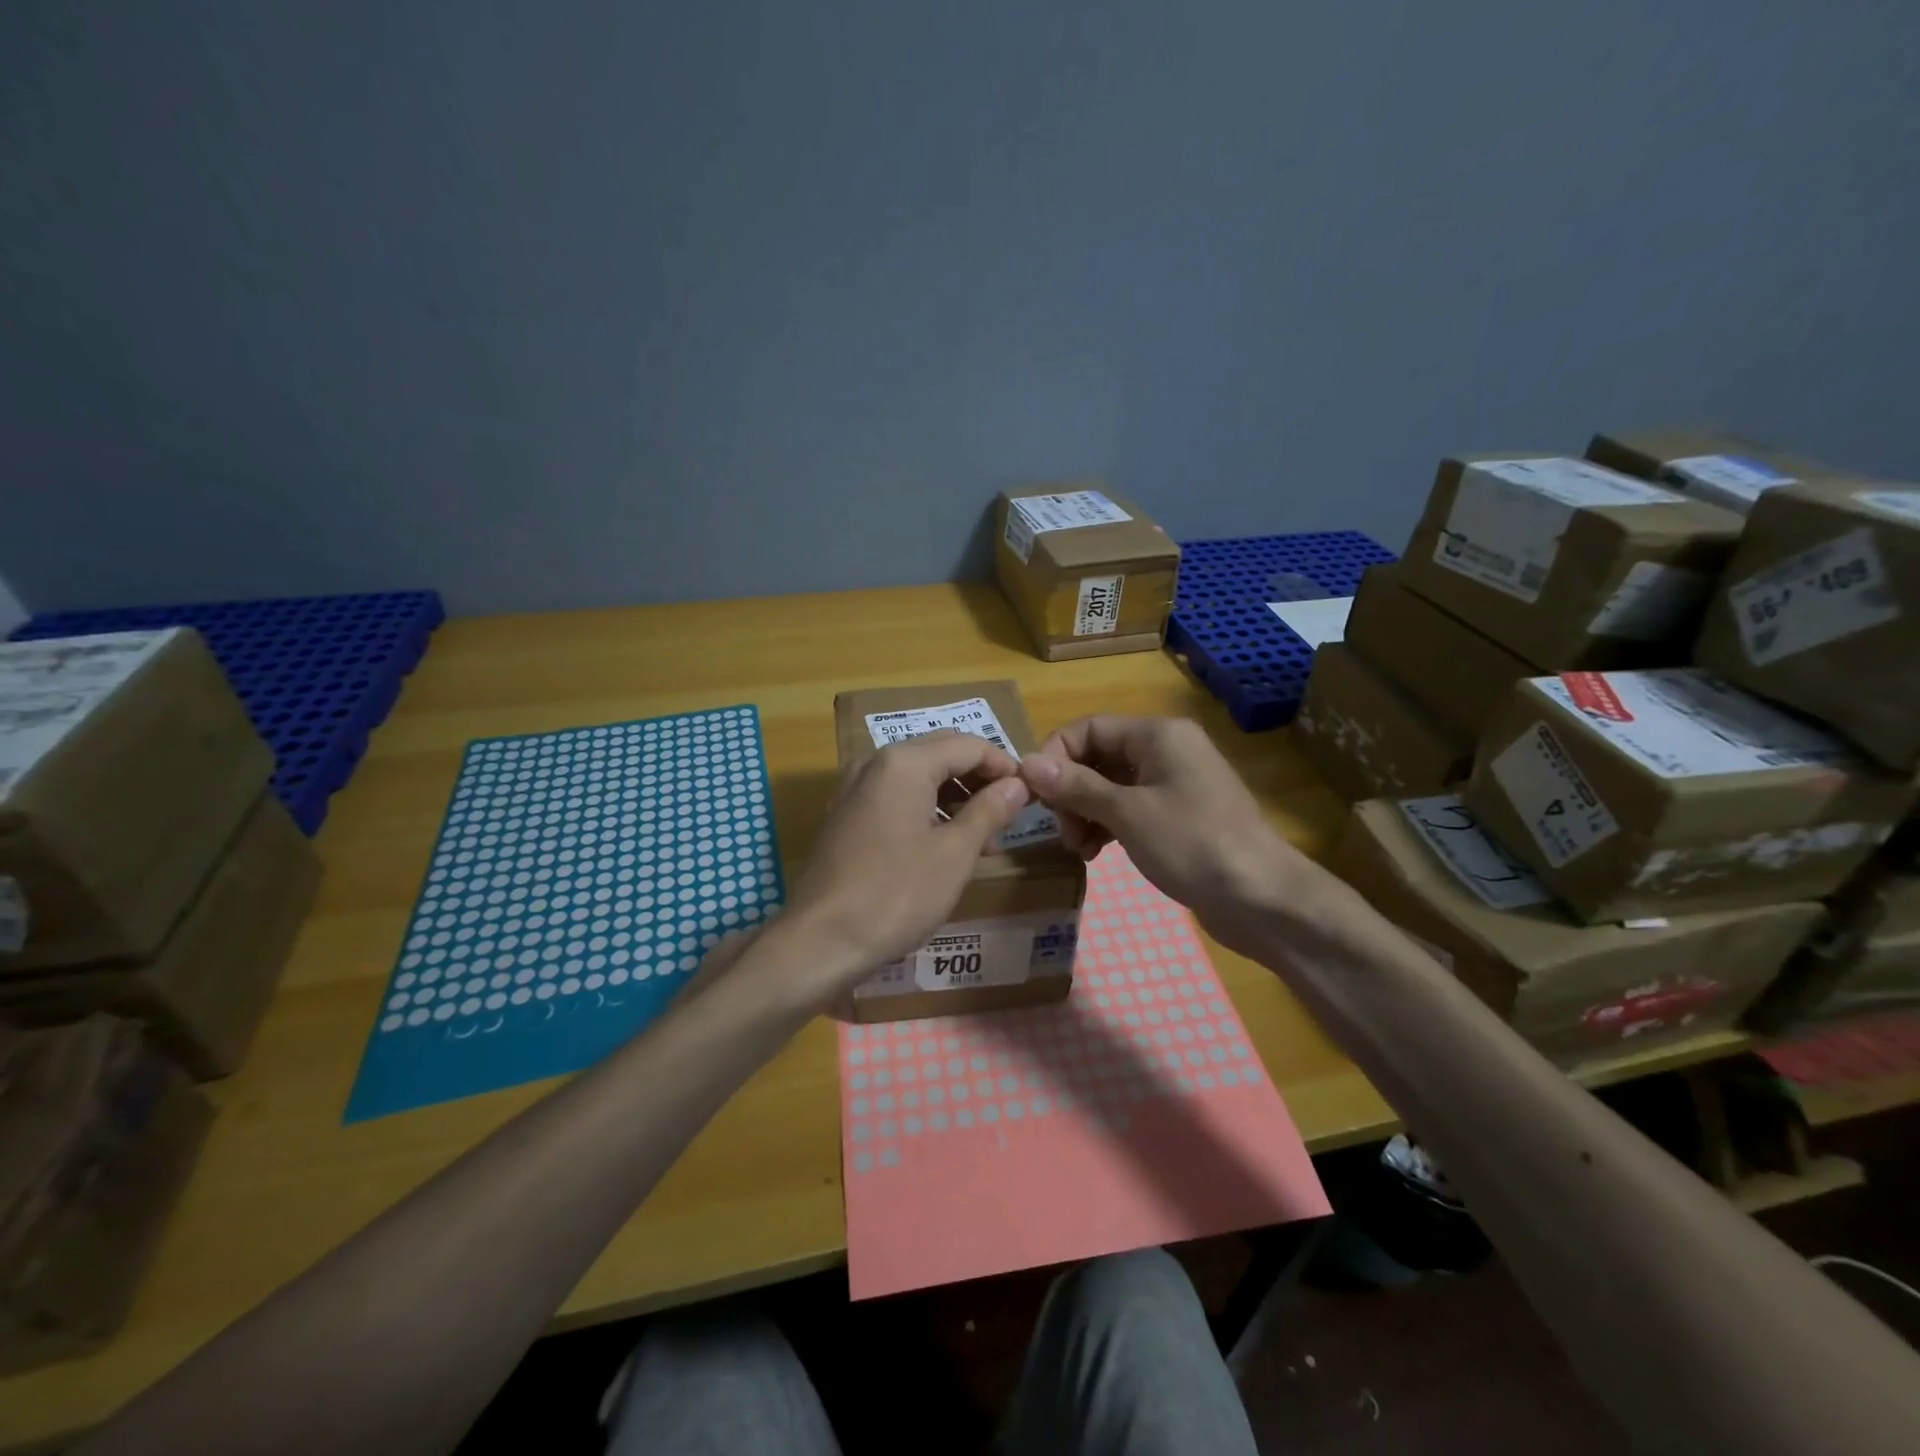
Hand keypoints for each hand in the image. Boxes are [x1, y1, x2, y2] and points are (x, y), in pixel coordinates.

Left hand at [780, 732, 1032, 992]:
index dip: (1004, 766)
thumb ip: (989, 811)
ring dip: (955, 798)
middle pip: (941, 755)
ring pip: (919, 778)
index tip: (1032, 792)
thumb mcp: (954, 853)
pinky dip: (928, 811)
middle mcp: (876, 764)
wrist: (820, 940)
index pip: (968, 745)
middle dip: (980, 780)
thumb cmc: (896, 894)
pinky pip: (897, 798)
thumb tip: (1018, 784)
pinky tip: (947, 845)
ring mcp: (856, 789)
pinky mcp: (847, 816)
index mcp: (905, 762)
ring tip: (986, 837)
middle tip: (1012, 812)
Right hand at [1019, 716, 1311, 950]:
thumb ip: (1075, 786)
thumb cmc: (1193, 845)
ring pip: (1110, 786)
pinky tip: (1095, 853)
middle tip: (1062, 831)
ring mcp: (1174, 784)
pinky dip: (1107, 826)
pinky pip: (1129, 808)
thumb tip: (1026, 764)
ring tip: (1078, 848)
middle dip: (1071, 791)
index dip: (1056, 755)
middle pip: (1098, 756)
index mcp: (1158, 735)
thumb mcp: (1128, 813)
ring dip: (1086, 812)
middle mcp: (1166, 750)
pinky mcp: (1178, 816)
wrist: (1262, 899)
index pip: (1089, 727)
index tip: (1034, 794)